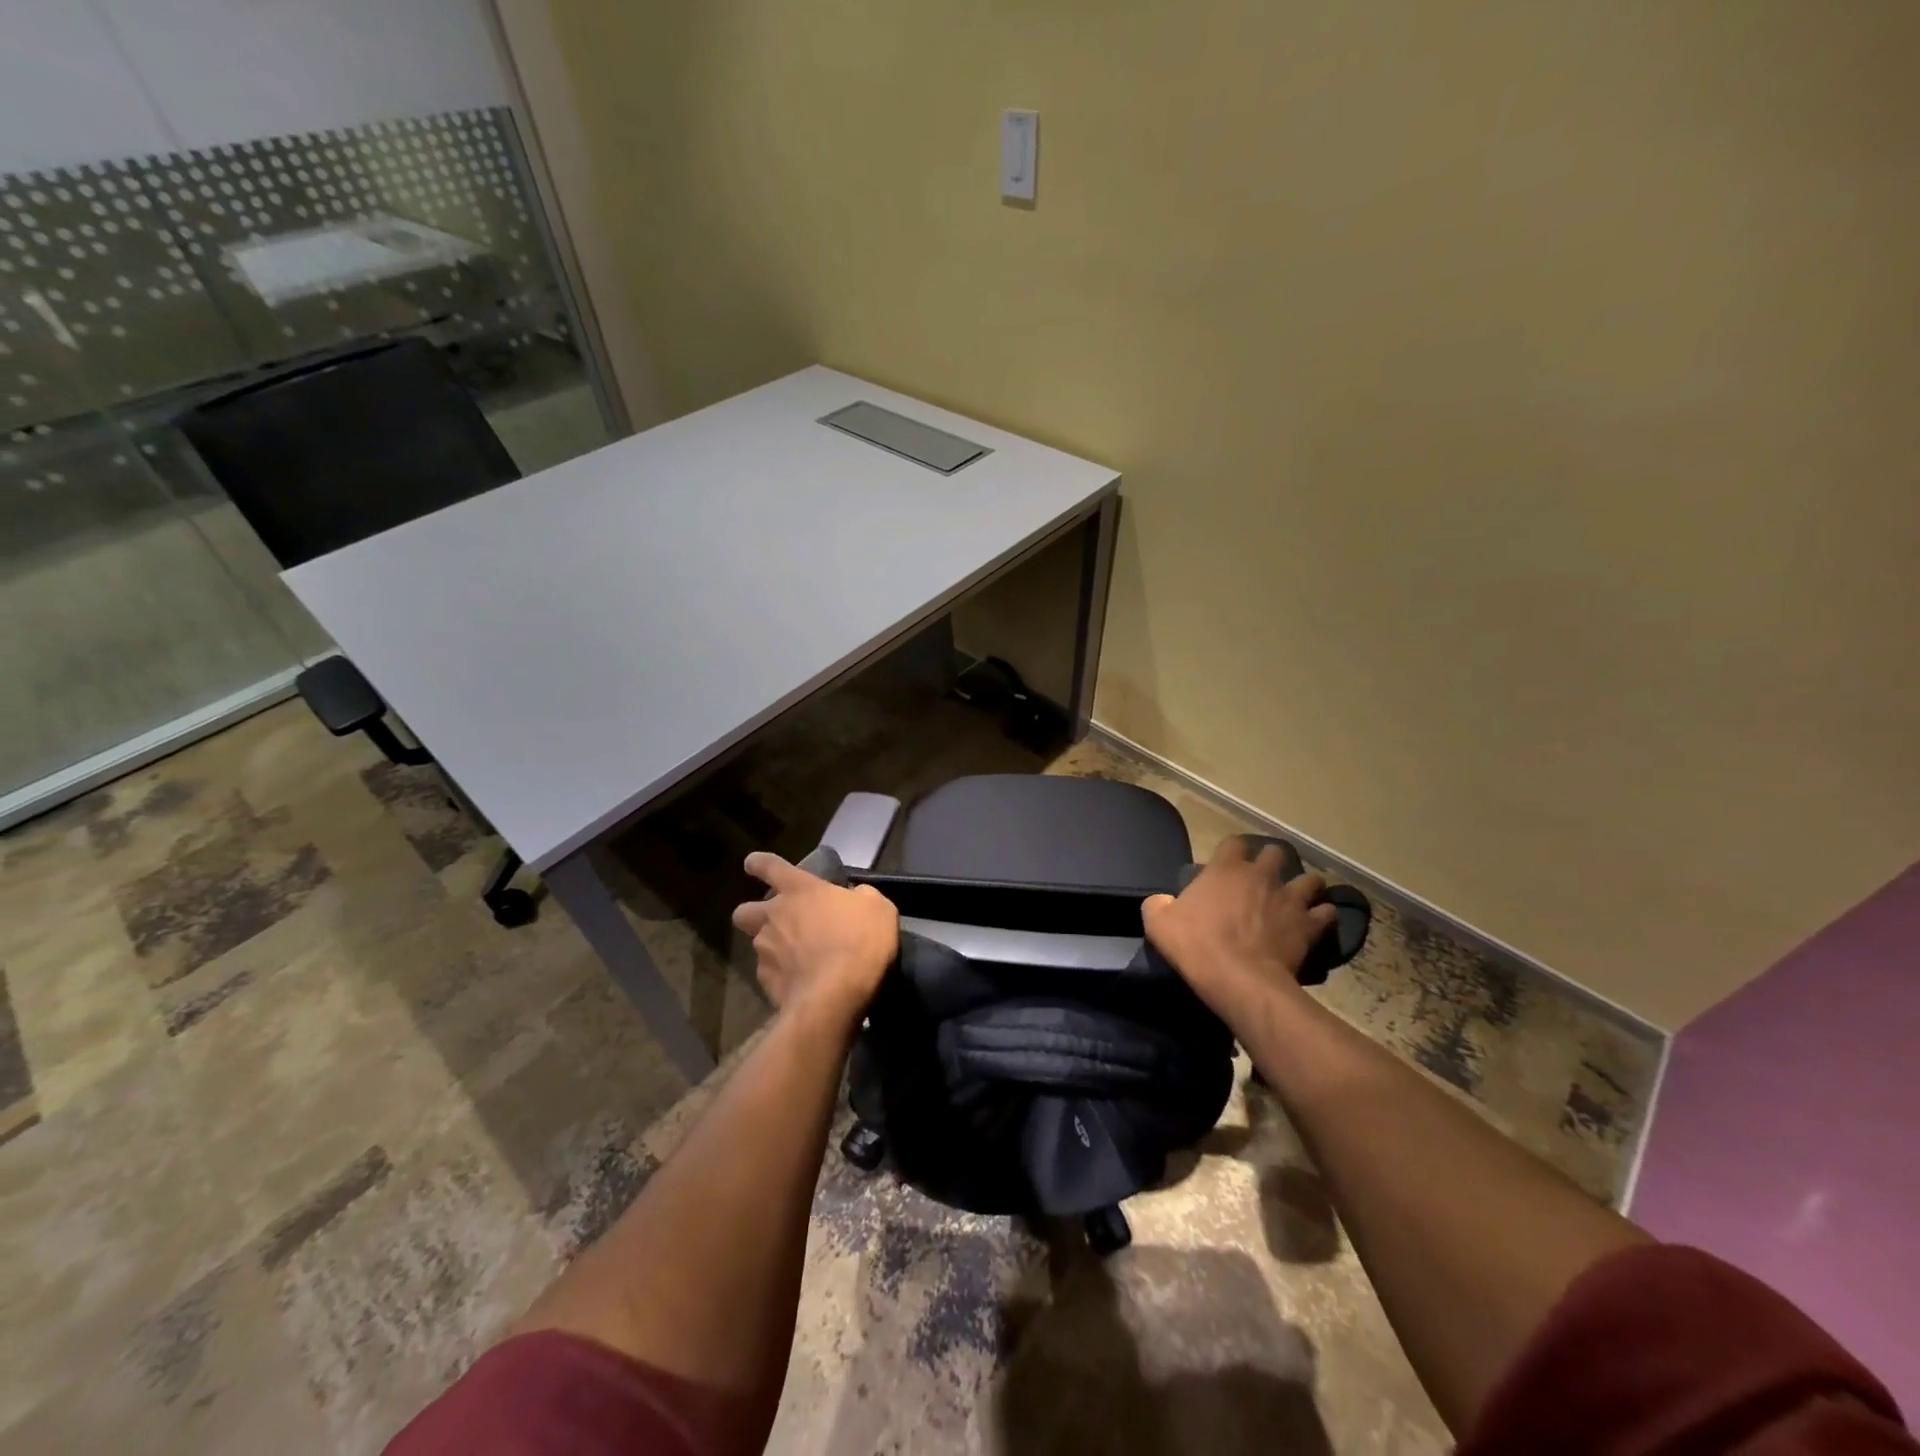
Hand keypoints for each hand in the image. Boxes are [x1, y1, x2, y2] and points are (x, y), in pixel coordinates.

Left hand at [731, 852, 898, 1030]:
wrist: (836, 996)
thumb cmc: (859, 941)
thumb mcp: (878, 908)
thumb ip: (861, 897)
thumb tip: (855, 898)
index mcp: (799, 890)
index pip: (769, 866)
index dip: (758, 863)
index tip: (751, 863)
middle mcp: (774, 916)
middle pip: (744, 911)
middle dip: (753, 914)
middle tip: (776, 923)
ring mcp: (766, 951)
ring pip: (758, 945)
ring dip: (774, 948)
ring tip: (799, 960)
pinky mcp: (765, 983)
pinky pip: (770, 974)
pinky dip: (782, 976)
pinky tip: (801, 983)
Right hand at [1142, 838, 1336, 1018]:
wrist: (1238, 979)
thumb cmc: (1195, 945)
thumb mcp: (1159, 923)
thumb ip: (1158, 905)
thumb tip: (1162, 902)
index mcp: (1225, 868)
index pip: (1233, 843)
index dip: (1231, 852)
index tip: (1227, 866)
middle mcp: (1261, 875)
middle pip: (1275, 853)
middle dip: (1272, 863)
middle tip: (1263, 880)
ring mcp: (1289, 898)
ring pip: (1310, 880)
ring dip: (1304, 887)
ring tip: (1296, 900)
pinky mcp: (1309, 925)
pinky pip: (1326, 913)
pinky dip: (1322, 916)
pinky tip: (1315, 924)